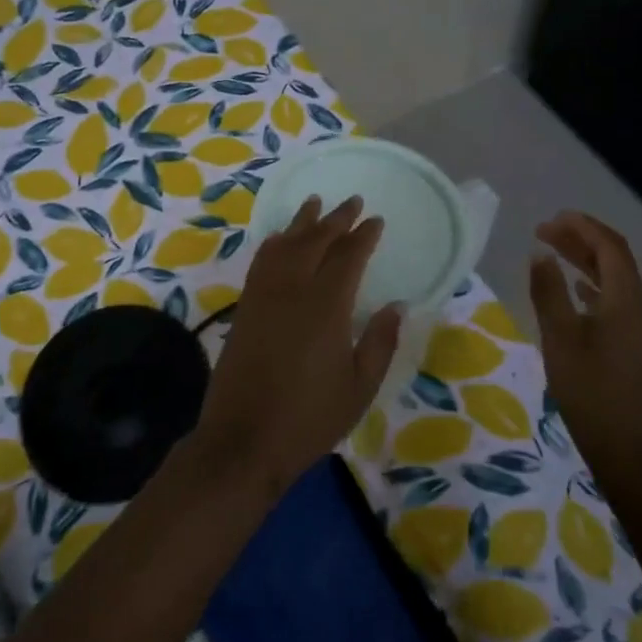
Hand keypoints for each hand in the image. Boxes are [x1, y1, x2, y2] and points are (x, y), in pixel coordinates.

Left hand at [195, 196, 403, 492]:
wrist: (243, 439)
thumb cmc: (309, 418)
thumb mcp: (359, 387)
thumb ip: (379, 342)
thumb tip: (397, 306)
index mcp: (326, 306)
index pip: (347, 256)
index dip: (363, 236)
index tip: (375, 220)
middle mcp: (292, 289)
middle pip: (315, 241)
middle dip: (335, 219)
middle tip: (352, 201)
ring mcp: (263, 296)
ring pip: (284, 244)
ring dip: (302, 222)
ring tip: (314, 204)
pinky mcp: (245, 307)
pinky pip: (261, 261)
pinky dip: (275, 243)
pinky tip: (280, 240)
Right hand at [529, 212, 641, 491]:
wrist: (627, 447)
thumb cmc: (590, 389)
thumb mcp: (560, 337)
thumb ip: (548, 291)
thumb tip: (539, 253)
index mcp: (626, 298)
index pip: (608, 246)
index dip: (581, 227)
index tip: (549, 219)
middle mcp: (640, 305)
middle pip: (614, 258)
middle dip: (581, 239)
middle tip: (544, 230)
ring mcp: (640, 325)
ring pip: (614, 278)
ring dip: (585, 260)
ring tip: (552, 251)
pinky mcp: (634, 342)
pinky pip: (615, 297)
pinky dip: (592, 283)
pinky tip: (574, 289)